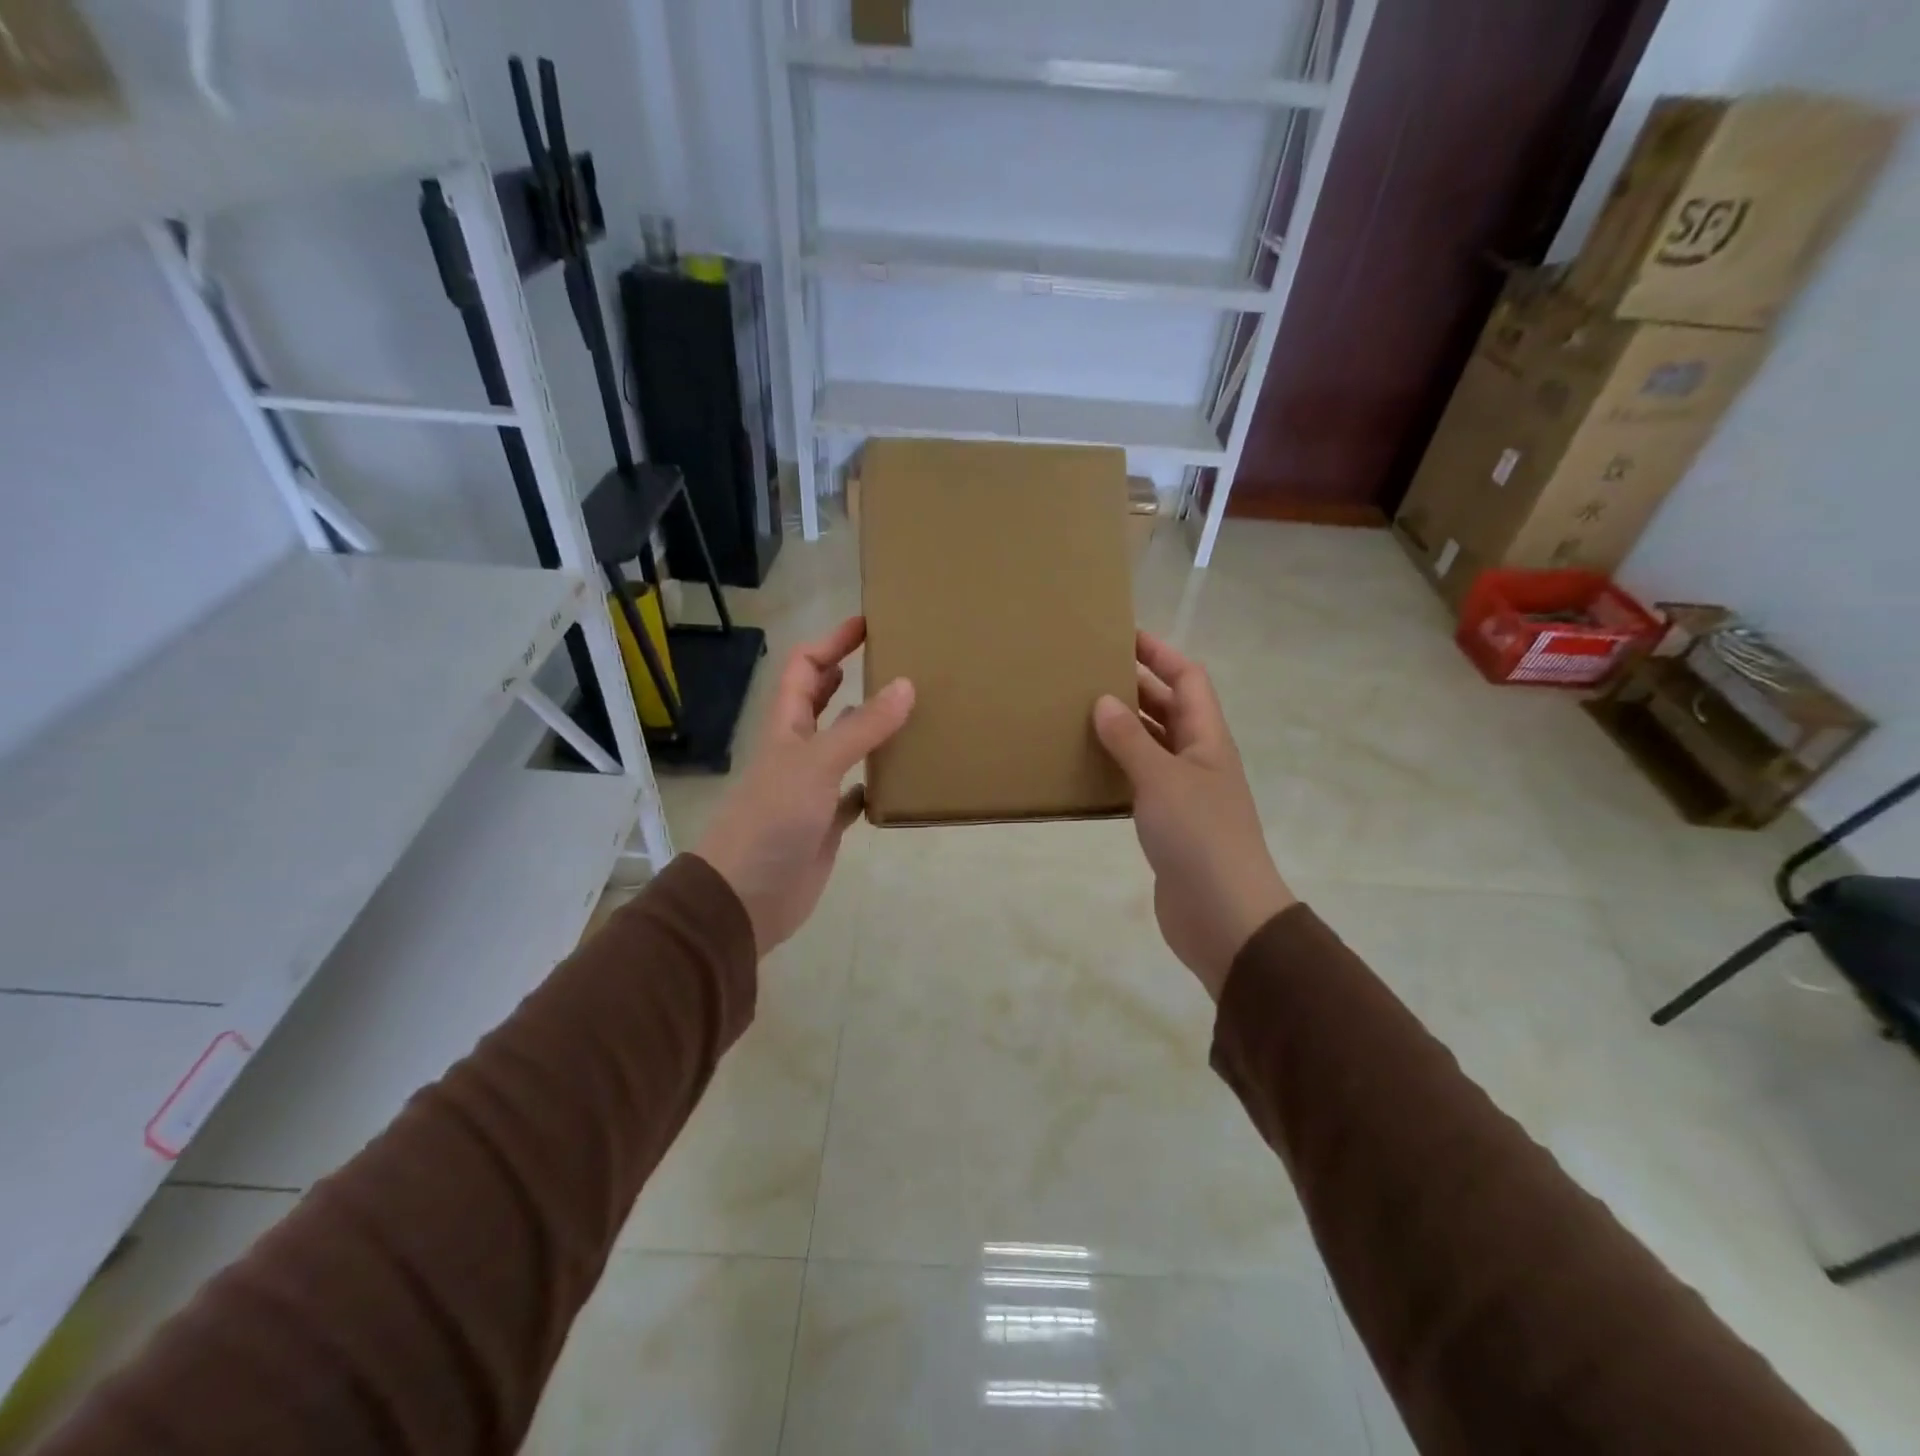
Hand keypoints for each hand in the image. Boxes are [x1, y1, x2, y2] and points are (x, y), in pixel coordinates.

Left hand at [695, 617, 913, 954]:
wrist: (745, 898)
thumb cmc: (772, 821)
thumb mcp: (817, 764)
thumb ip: (861, 727)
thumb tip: (905, 685)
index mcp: (786, 727)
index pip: (805, 669)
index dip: (831, 642)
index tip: (868, 624)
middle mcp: (798, 751)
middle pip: (822, 702)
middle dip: (850, 676)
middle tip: (894, 660)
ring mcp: (812, 789)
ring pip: (844, 747)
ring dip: (870, 729)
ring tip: (911, 712)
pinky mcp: (826, 824)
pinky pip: (856, 793)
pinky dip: (876, 783)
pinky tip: (901, 778)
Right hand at [1092, 631, 1294, 1000]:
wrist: (1223, 915)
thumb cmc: (1199, 837)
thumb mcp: (1162, 779)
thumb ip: (1131, 740)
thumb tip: (1104, 701)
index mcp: (1208, 739)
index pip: (1189, 679)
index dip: (1161, 653)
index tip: (1123, 635)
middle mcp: (1199, 759)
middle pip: (1170, 708)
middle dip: (1137, 686)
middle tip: (1090, 672)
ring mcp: (1185, 793)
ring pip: (1153, 745)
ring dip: (1125, 727)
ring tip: (1081, 712)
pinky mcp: (1168, 824)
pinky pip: (1141, 781)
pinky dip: (1118, 768)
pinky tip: (1088, 768)